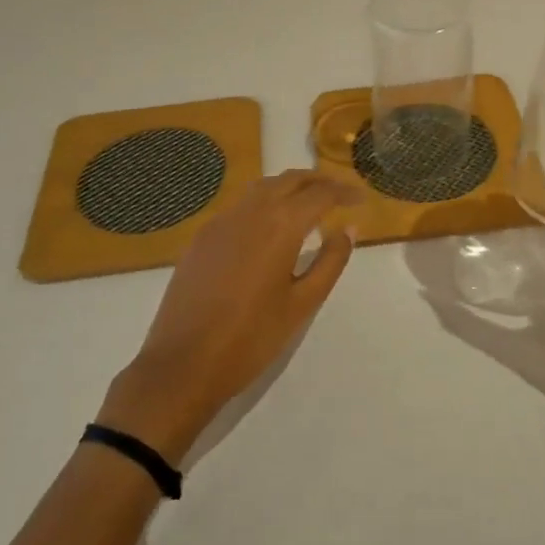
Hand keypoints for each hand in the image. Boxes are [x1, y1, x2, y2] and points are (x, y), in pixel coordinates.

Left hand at [98, 171, 357, 463]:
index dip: (344, 193)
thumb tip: (349, 229)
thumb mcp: (302, 303)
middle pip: (290, 180)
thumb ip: (330, 261)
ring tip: (308, 205)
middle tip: (340, 195)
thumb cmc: (251, 338)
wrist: (182, 365)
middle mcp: (250, 211)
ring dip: (290, 188)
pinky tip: (269, 227)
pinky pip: (240, 206)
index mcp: (280, 225)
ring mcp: (221, 221)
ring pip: (262, 188)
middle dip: (318, 181)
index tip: (361, 200)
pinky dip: (264, 203)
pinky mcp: (202, 237)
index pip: (320, 194)